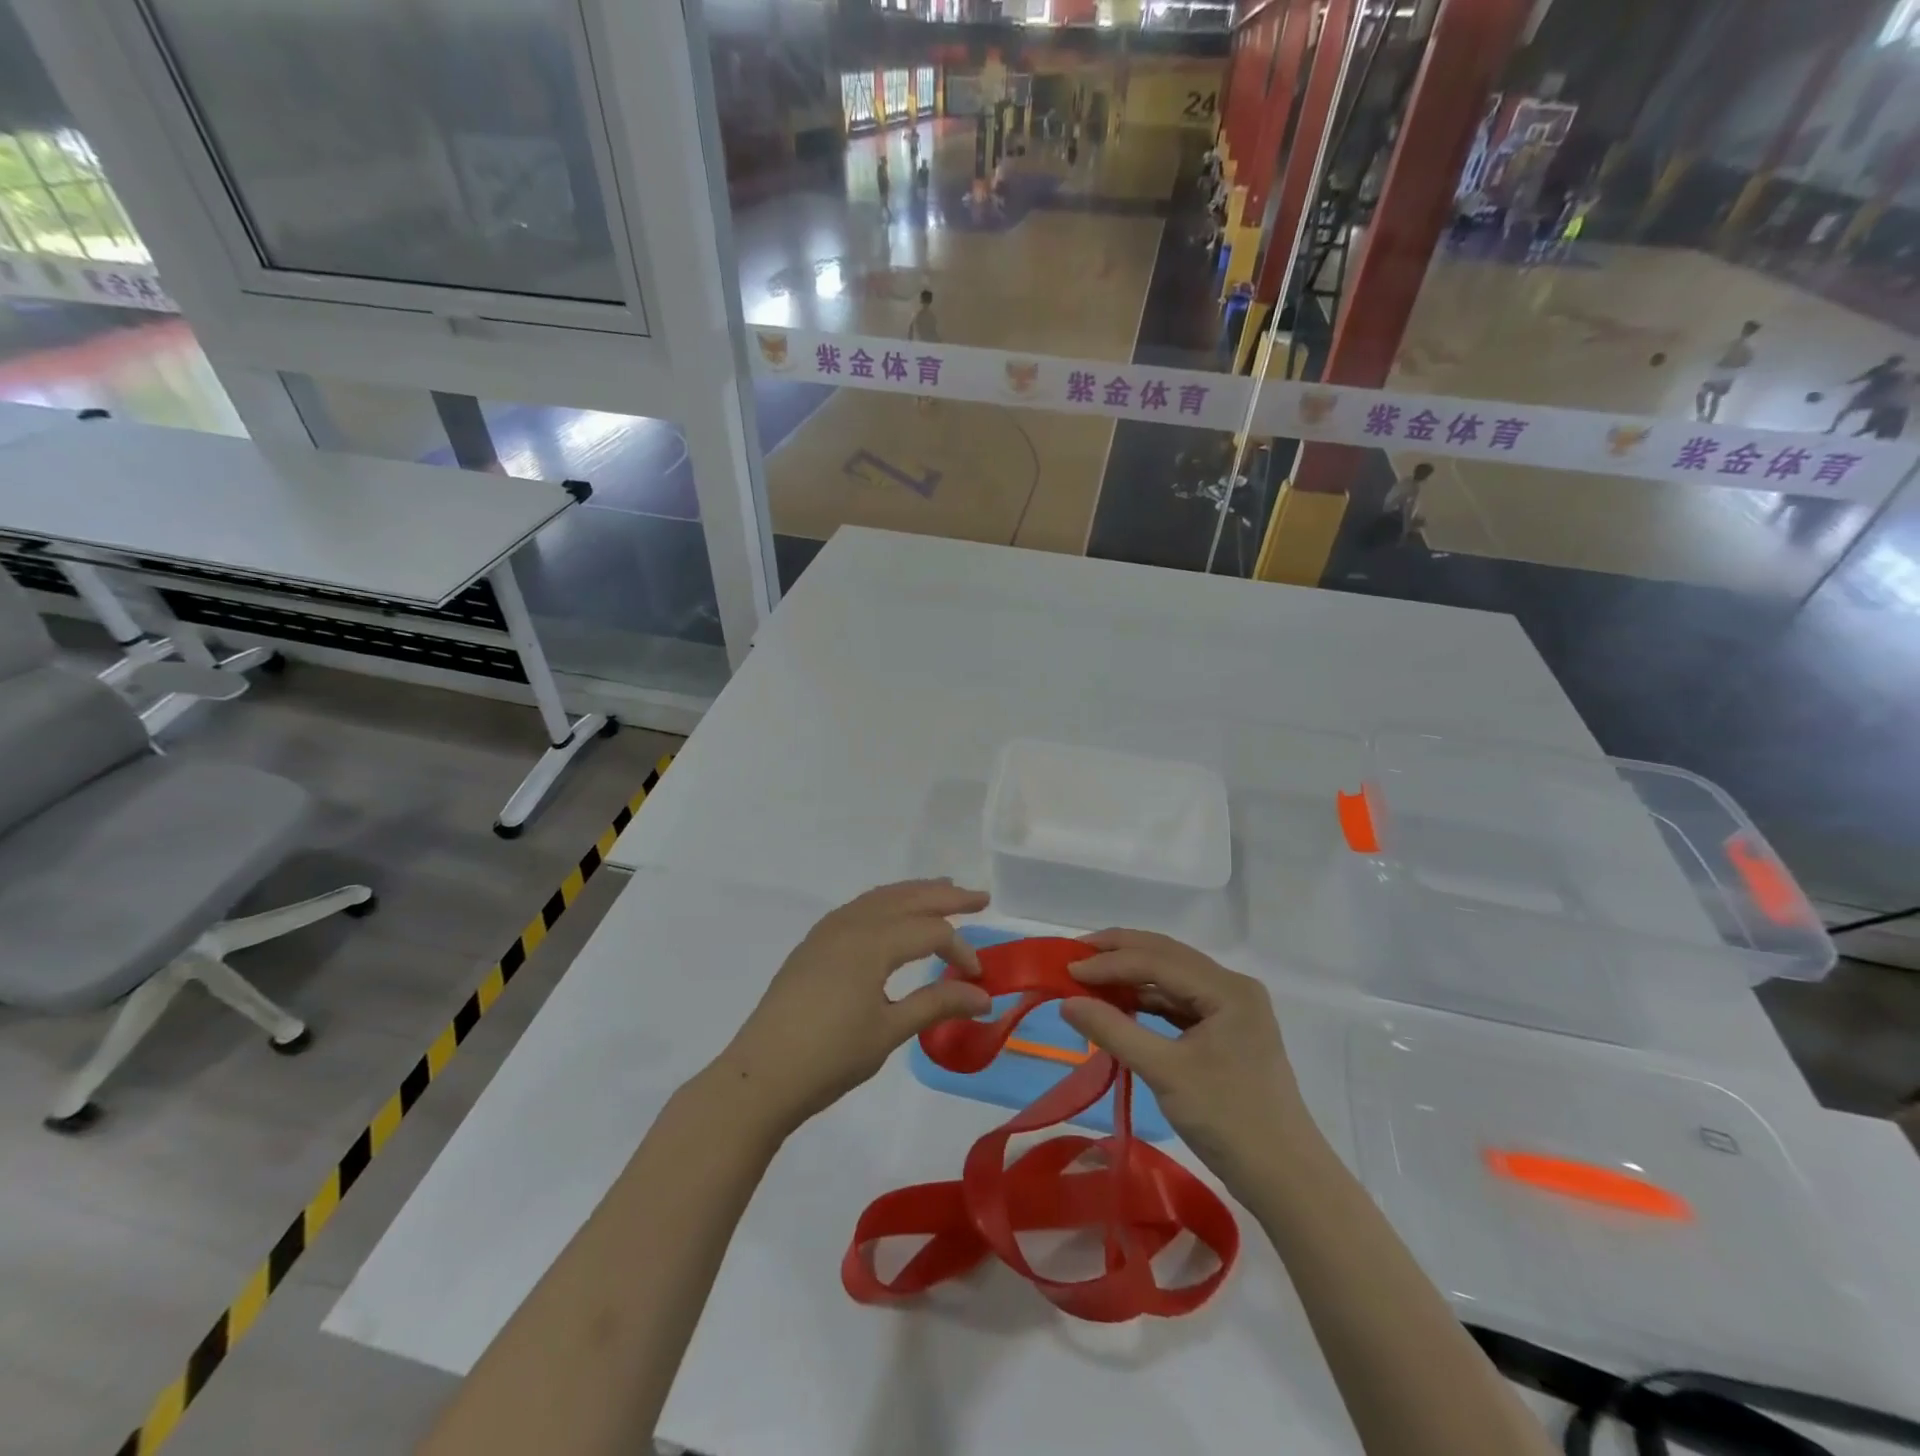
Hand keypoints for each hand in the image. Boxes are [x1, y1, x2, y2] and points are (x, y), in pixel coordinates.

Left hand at [711, 880, 993, 1136]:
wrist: (760, 1076)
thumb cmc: (829, 1058)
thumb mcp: (889, 1031)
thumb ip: (936, 1004)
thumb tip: (984, 996)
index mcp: (872, 942)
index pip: (930, 932)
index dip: (960, 949)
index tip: (978, 978)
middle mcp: (850, 924)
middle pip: (906, 899)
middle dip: (945, 895)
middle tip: (980, 897)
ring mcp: (827, 931)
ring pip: (880, 898)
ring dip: (914, 893)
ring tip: (942, 889)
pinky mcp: (813, 945)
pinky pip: (858, 908)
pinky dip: (885, 902)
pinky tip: (892, 914)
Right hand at [1060, 930, 1310, 1190]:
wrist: (1286, 1181)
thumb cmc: (1229, 1120)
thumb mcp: (1165, 1073)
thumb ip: (1114, 1030)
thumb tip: (1066, 1003)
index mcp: (1227, 989)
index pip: (1157, 960)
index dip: (1108, 963)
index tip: (1065, 971)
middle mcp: (1232, 987)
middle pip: (1166, 957)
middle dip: (1118, 954)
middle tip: (1073, 956)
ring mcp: (1232, 1009)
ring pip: (1172, 978)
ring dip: (1131, 976)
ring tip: (1089, 978)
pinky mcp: (1226, 1032)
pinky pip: (1179, 1003)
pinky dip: (1147, 1000)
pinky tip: (1120, 1005)